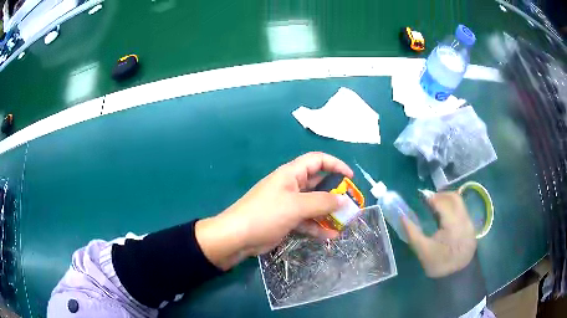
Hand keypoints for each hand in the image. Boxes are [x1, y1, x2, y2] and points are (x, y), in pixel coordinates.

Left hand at [195, 152, 352, 269]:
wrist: (237, 237)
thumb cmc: (266, 214)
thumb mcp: (296, 206)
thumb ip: (322, 202)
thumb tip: (344, 201)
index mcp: (291, 174)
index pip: (317, 160)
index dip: (335, 164)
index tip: (351, 178)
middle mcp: (291, 186)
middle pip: (318, 184)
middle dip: (335, 193)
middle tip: (351, 203)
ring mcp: (288, 204)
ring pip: (314, 204)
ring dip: (328, 212)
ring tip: (345, 222)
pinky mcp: (286, 221)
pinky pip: (306, 221)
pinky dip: (318, 227)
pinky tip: (330, 236)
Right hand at [402, 192, 476, 277]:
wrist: (456, 276)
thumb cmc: (438, 264)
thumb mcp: (422, 250)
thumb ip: (412, 232)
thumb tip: (402, 216)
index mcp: (452, 226)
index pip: (443, 203)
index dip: (432, 198)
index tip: (422, 199)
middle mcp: (464, 220)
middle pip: (455, 198)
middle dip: (441, 195)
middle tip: (429, 200)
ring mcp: (470, 223)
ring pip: (460, 203)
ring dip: (448, 200)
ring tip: (436, 206)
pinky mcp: (471, 226)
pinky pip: (462, 210)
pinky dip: (453, 208)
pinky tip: (445, 216)